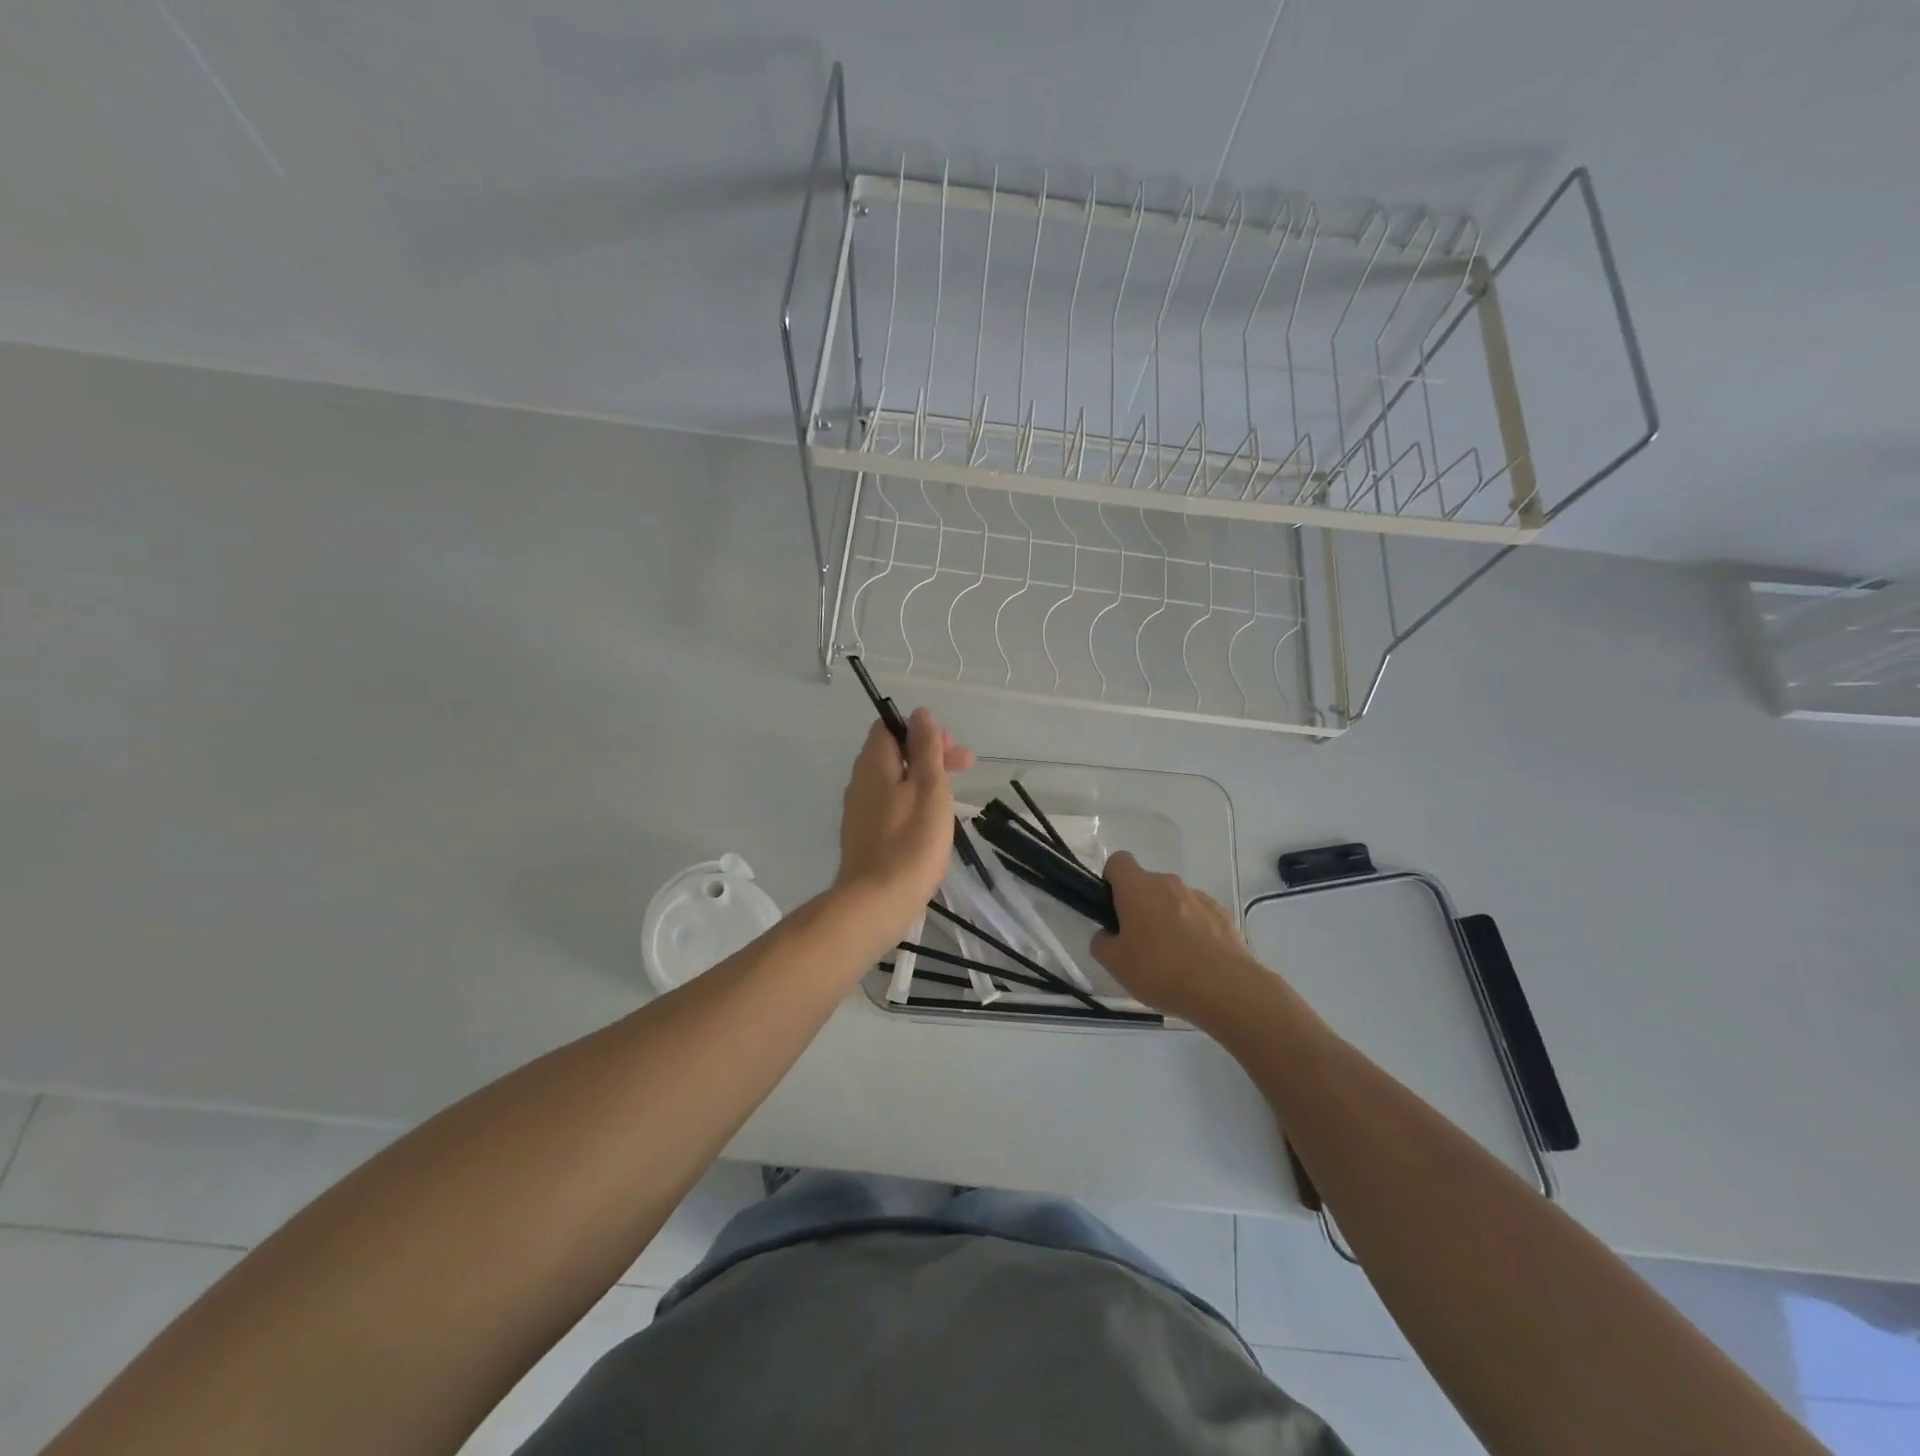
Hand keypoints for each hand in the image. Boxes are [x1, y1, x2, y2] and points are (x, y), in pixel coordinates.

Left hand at [834, 707, 974, 933]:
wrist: (877, 902)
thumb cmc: (911, 841)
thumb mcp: (929, 787)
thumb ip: (926, 748)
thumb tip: (920, 714)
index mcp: (873, 763)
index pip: (890, 726)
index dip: (922, 730)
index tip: (950, 748)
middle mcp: (860, 781)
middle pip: (894, 753)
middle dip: (929, 754)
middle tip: (965, 768)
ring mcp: (859, 811)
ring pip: (894, 781)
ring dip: (924, 780)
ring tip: (953, 797)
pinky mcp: (865, 836)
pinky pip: (890, 805)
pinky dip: (912, 803)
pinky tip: (931, 823)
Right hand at [1091, 851, 1265, 1022]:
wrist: (1225, 989)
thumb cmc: (1161, 970)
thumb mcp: (1115, 964)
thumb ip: (1102, 942)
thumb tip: (1109, 934)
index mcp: (1137, 888)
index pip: (1118, 862)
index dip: (1111, 881)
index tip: (1113, 909)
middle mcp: (1168, 883)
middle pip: (1146, 885)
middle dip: (1140, 907)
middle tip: (1138, 944)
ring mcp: (1199, 897)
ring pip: (1173, 901)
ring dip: (1168, 919)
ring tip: (1172, 959)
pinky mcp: (1222, 914)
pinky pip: (1198, 915)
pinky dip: (1193, 931)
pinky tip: (1196, 961)